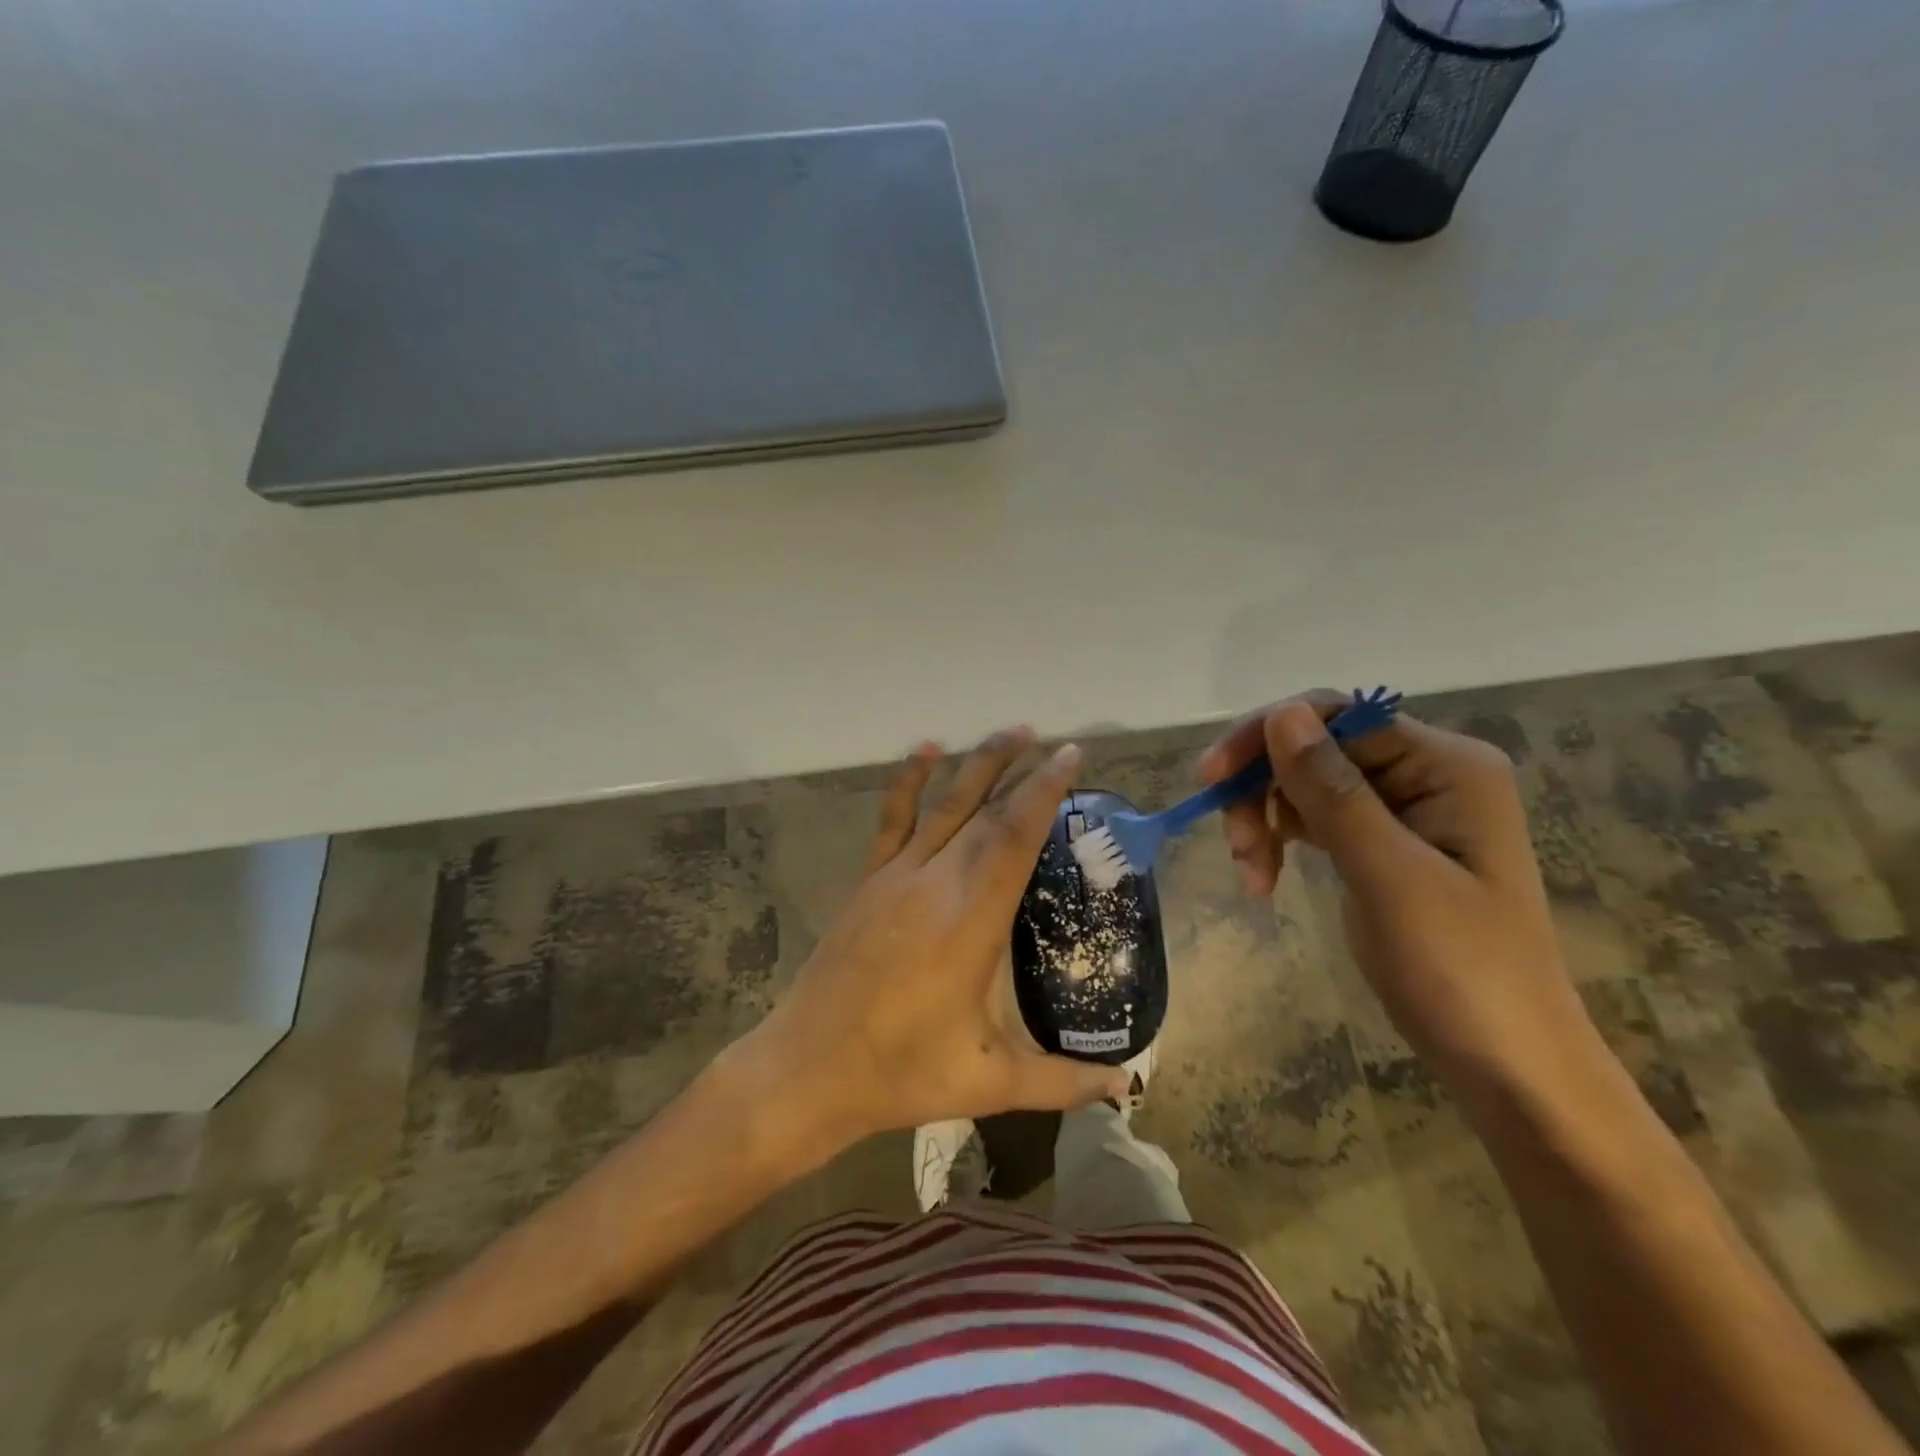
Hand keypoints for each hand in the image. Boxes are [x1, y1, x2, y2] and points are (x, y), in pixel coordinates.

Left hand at [741, 729, 1127, 1147]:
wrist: (807, 1069)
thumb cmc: (901, 1073)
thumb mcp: (990, 1082)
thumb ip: (1063, 1079)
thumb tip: (1126, 1085)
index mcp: (971, 921)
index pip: (1014, 838)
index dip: (1044, 793)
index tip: (1070, 757)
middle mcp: (936, 883)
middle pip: (986, 813)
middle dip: (1024, 773)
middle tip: (1056, 745)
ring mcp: (896, 877)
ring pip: (944, 805)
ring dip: (978, 765)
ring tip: (1011, 732)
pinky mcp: (868, 882)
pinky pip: (892, 819)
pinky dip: (908, 781)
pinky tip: (924, 750)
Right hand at [1200, 694, 1598, 1099]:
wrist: (1506, 1063)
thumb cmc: (1460, 970)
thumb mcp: (1389, 876)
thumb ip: (1333, 791)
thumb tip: (1282, 713)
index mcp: (1447, 766)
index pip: (1339, 717)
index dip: (1268, 736)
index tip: (1211, 777)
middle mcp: (1427, 774)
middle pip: (1316, 748)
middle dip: (1263, 789)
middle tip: (1234, 846)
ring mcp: (1403, 810)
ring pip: (1306, 783)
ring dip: (1265, 819)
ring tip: (1251, 875)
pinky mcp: (1380, 844)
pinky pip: (1314, 818)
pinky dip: (1281, 841)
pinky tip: (1265, 877)